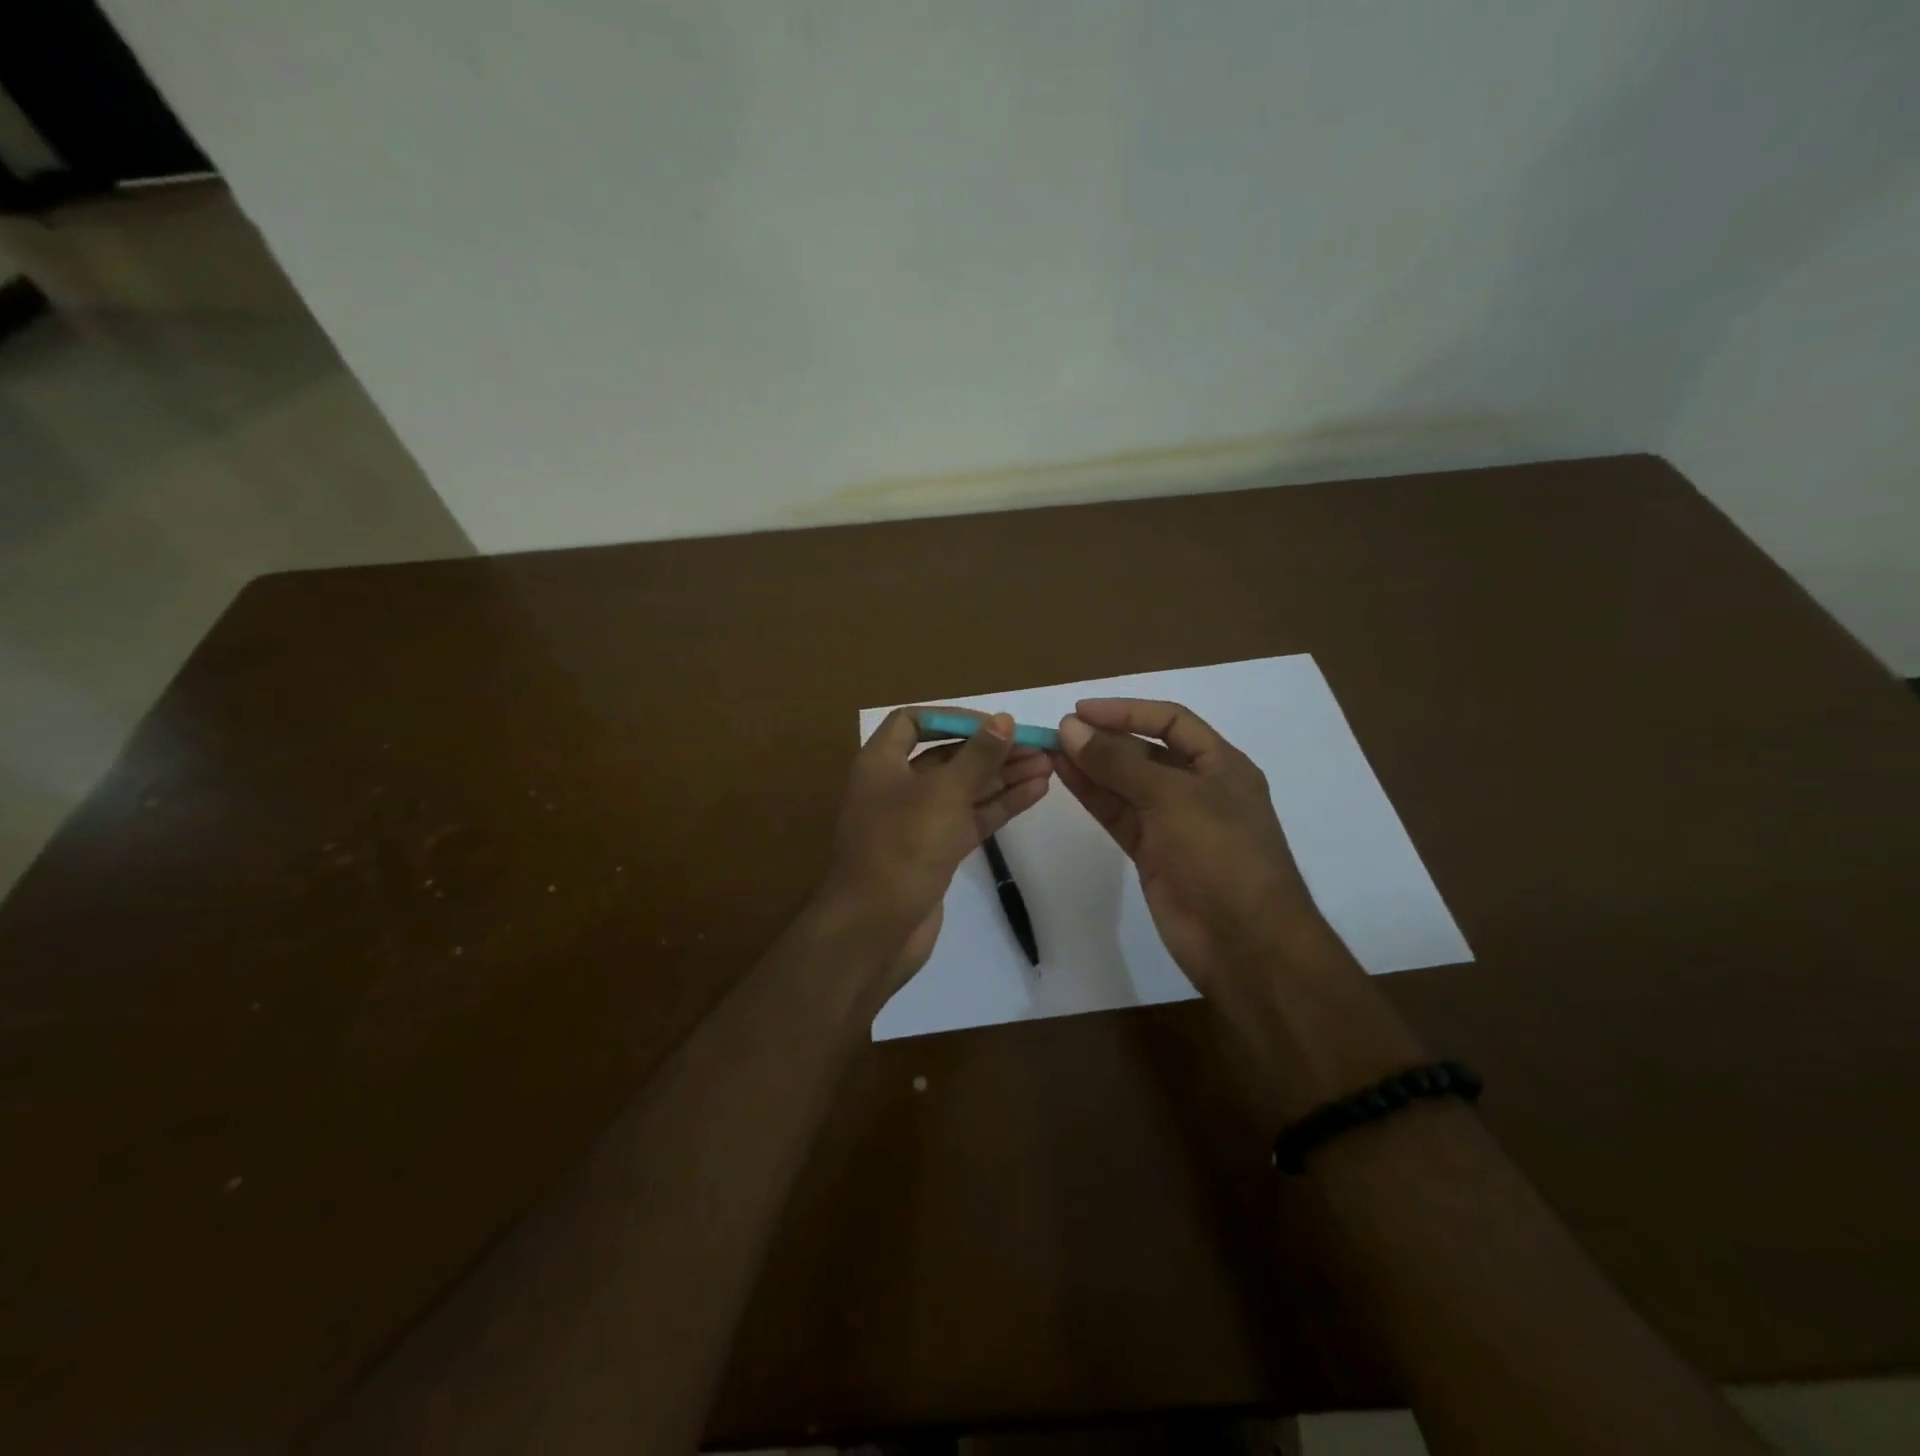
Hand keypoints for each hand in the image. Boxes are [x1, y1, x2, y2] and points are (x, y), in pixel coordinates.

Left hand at [823, 708, 1052, 996]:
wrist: (874, 930)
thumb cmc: (902, 848)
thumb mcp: (943, 793)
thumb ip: (978, 756)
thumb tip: (1004, 719)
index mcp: (881, 763)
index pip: (914, 722)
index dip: (955, 717)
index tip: (996, 724)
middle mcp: (896, 786)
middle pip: (947, 756)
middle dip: (991, 750)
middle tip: (1038, 746)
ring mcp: (916, 822)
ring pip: (964, 789)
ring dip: (1003, 776)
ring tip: (1049, 765)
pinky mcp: (935, 851)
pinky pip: (969, 819)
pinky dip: (1000, 805)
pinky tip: (1036, 792)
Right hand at [1053, 699, 1335, 1005]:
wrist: (1244, 942)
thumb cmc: (1221, 855)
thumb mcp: (1172, 797)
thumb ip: (1118, 763)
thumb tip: (1069, 730)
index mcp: (1221, 765)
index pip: (1170, 721)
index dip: (1126, 711)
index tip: (1081, 711)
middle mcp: (1197, 788)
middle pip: (1145, 752)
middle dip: (1104, 740)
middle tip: (1058, 733)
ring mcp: (1173, 823)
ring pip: (1125, 784)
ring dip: (1091, 766)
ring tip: (1051, 749)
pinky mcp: (1152, 852)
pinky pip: (1118, 814)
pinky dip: (1092, 796)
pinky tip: (1064, 777)